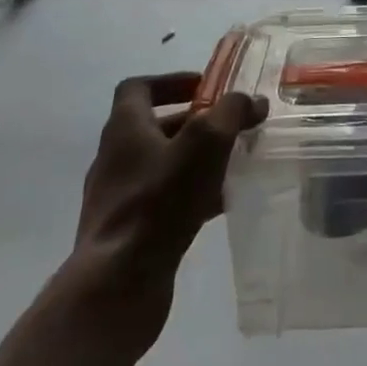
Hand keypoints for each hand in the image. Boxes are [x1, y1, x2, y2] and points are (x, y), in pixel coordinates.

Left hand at [61, 74, 265, 357]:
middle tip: (230, 127)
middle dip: (195, 123)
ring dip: (196, 159)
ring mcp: (117, 198)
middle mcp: (114, 158)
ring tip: (232, 164)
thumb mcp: (206, 142)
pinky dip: (191, 194)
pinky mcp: (126, 232)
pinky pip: (162, 200)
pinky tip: (220, 204)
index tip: (205, 87)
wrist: (117, 284)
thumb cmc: (160, 200)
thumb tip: (251, 101)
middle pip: (155, 127)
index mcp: (125, 129)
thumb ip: (231, 112)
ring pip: (161, 165)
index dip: (171, 81)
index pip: (138, 88)